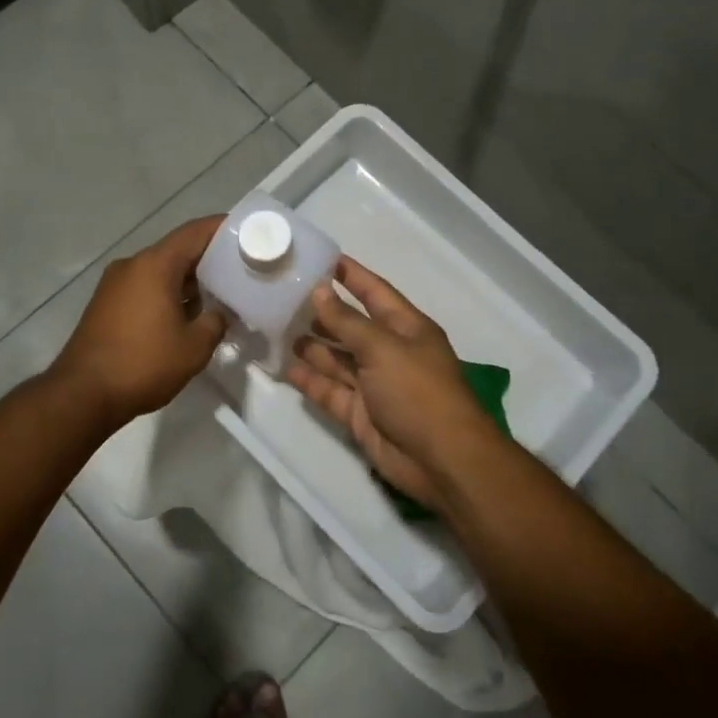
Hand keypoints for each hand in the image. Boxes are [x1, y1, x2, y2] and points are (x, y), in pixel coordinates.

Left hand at [50, 216, 227, 427]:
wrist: (83, 394)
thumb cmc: (143, 364)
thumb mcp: (194, 347)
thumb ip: (214, 323)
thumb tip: (218, 314)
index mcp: (154, 265)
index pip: (194, 233)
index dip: (222, 229)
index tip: (247, 232)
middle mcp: (132, 266)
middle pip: (176, 250)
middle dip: (208, 258)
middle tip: (239, 268)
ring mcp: (114, 285)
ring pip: (159, 271)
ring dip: (187, 280)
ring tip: (217, 295)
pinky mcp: (105, 305)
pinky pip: (144, 288)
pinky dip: (167, 293)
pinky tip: (185, 314)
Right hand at [285, 257, 499, 514]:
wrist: (440, 460)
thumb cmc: (418, 391)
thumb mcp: (383, 348)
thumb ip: (347, 321)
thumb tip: (319, 291)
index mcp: (406, 328)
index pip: (375, 292)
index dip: (351, 275)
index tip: (321, 258)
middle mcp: (389, 352)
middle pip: (351, 326)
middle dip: (322, 312)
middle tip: (283, 296)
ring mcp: (374, 384)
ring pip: (337, 359)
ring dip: (312, 345)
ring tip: (276, 327)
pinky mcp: (360, 414)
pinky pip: (330, 391)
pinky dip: (310, 380)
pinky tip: (285, 366)